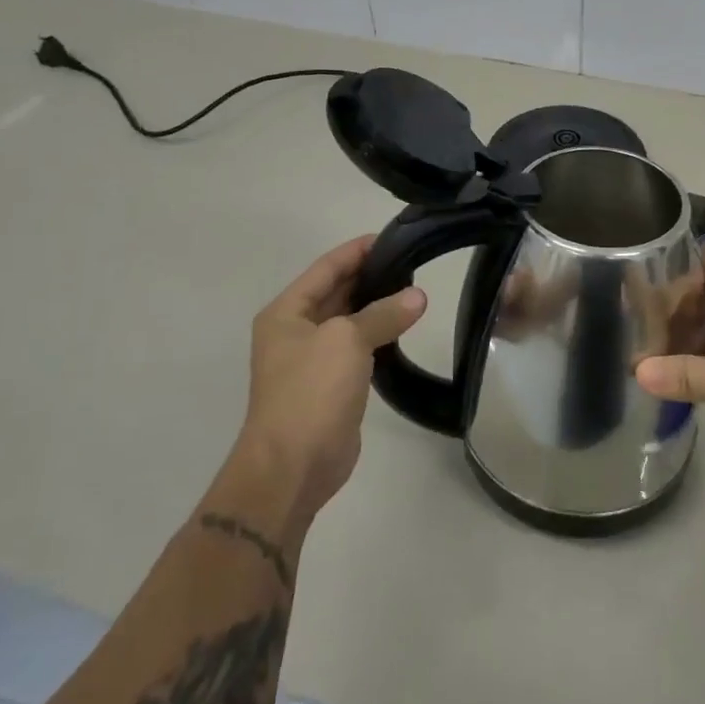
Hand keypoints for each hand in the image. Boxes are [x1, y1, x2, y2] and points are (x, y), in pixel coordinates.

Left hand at [239, 236, 426, 517]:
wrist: (293, 466)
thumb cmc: (311, 391)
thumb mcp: (347, 340)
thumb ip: (383, 314)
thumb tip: (418, 297)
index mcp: (286, 312)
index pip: (325, 268)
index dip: (356, 251)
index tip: (391, 237)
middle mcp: (294, 331)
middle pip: (335, 292)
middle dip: (369, 276)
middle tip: (411, 262)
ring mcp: (311, 360)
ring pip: (348, 321)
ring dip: (376, 306)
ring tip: (414, 290)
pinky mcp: (330, 386)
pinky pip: (356, 349)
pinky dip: (377, 335)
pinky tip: (403, 327)